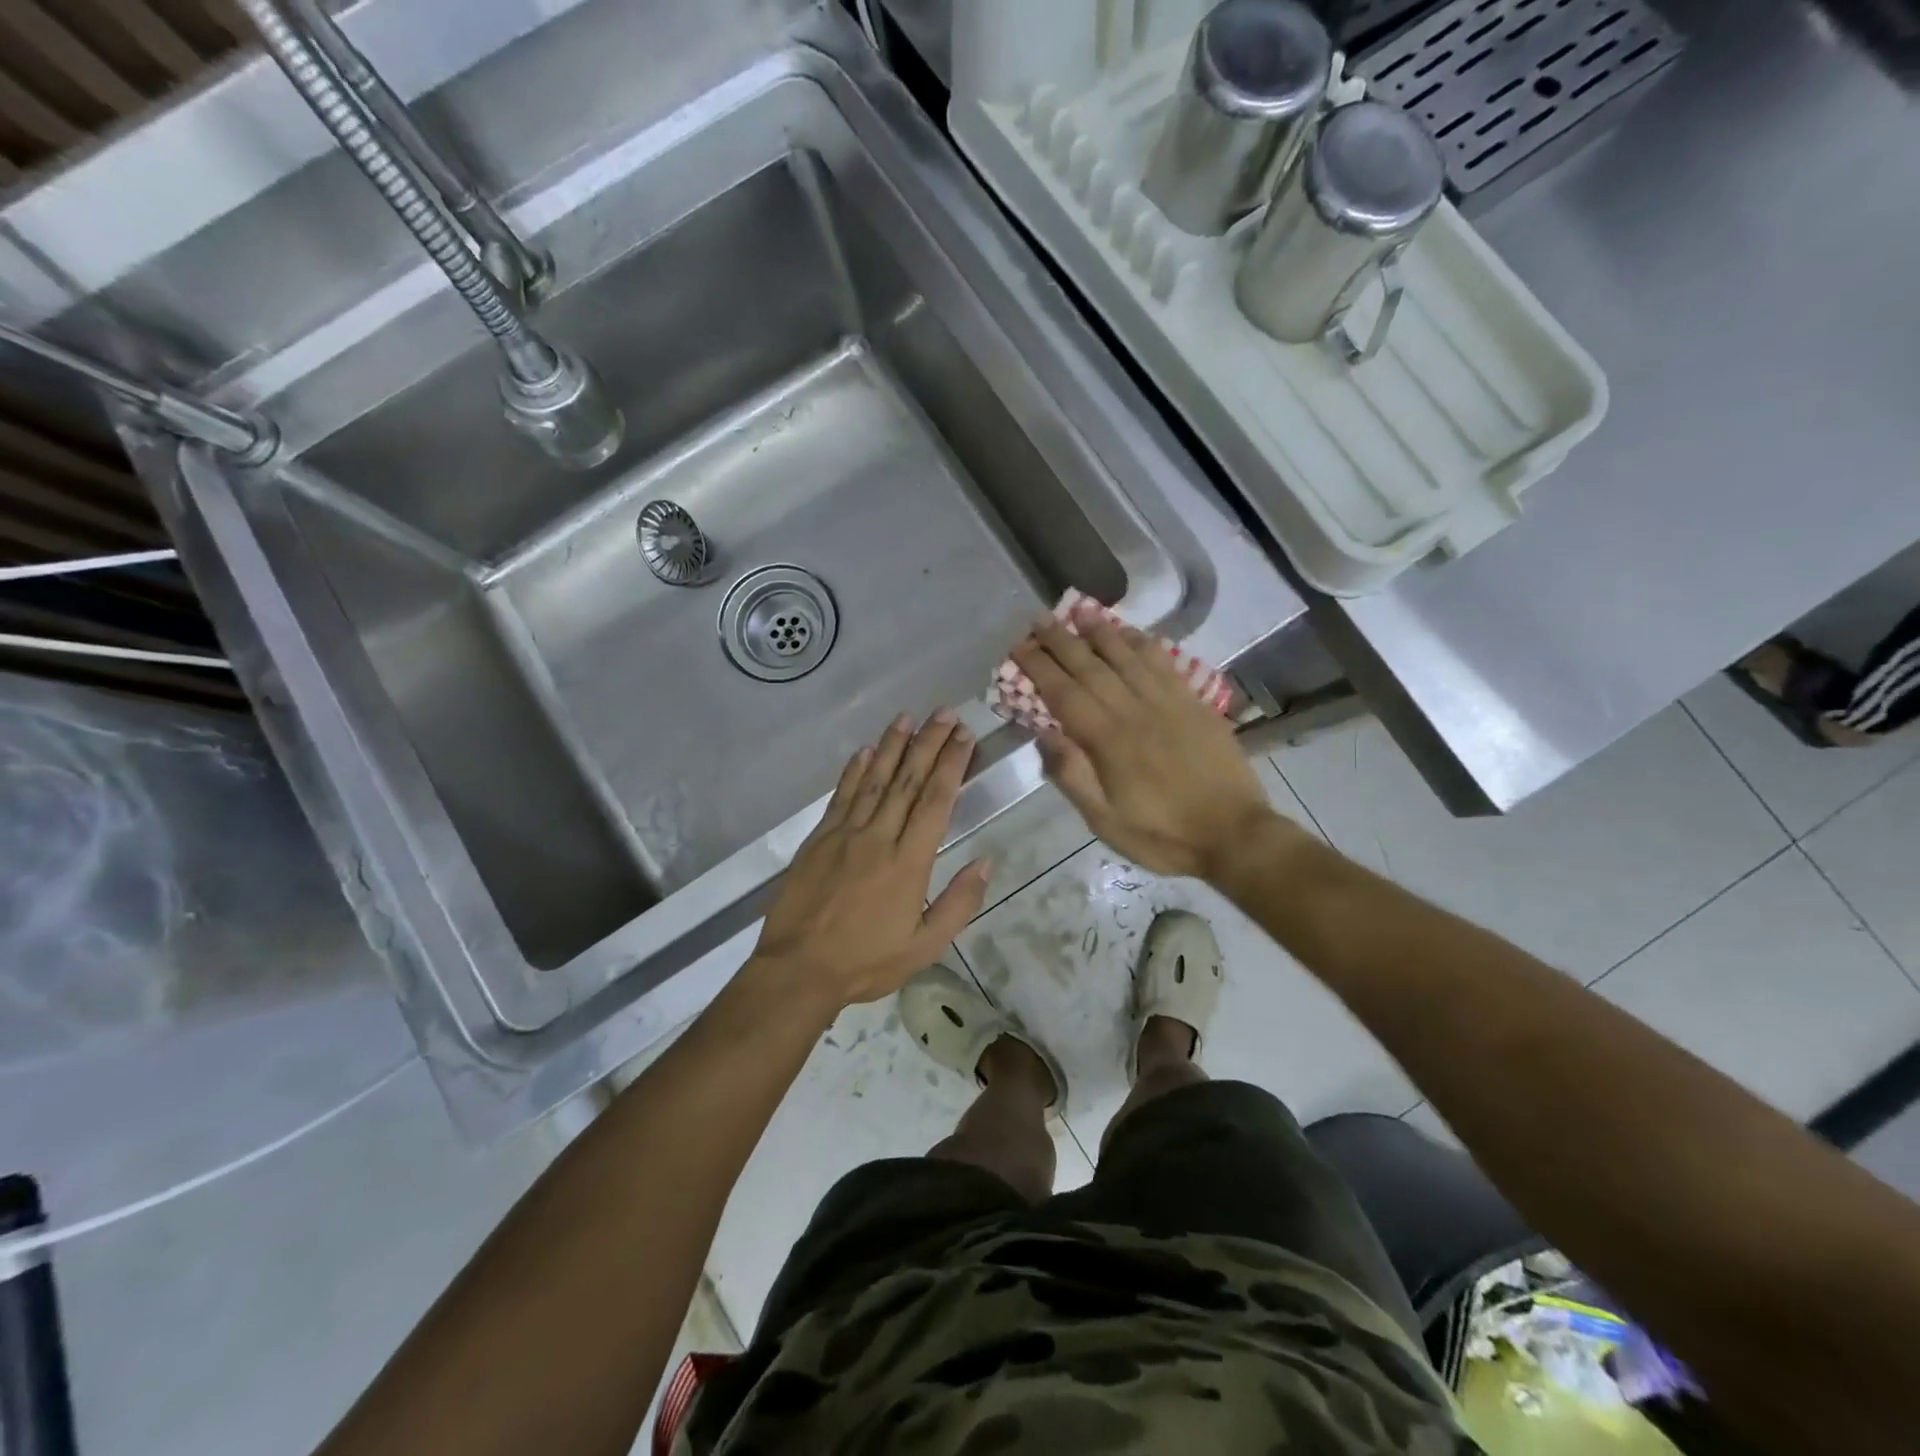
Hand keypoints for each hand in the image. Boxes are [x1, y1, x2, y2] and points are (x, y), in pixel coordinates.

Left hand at [751, 711, 990, 1013]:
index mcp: (909, 862)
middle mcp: (878, 837)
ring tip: (908, 717)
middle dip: (929, 743)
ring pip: (874, 779)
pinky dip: (854, 771)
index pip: (935, 801)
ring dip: (892, 745)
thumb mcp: (925, 946)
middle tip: (945, 713)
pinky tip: (865, 751)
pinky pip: (841, 796)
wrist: (798, 969)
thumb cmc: (866, 961)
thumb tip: (987, 862)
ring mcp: (845, 833)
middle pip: (908, 780)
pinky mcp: (819, 838)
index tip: (964, 736)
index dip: (951, 764)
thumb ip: (960, 903)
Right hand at [1012, 610, 1294, 878]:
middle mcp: (1135, 711)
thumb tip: (1044, 734)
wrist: (1234, 835)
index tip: (1018, 646)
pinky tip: (1132, 633)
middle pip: (1091, 666)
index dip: (1039, 667)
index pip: (1064, 693)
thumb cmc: (1162, 835)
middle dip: (1061, 640)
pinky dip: (1144, 644)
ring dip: (1101, 631)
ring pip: (1128, 656)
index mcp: (1108, 741)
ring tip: (1080, 610)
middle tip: (1038, 618)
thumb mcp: (1105, 822)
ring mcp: (1169, 703)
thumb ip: (1072, 776)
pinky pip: (1165, 664)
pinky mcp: (1195, 704)